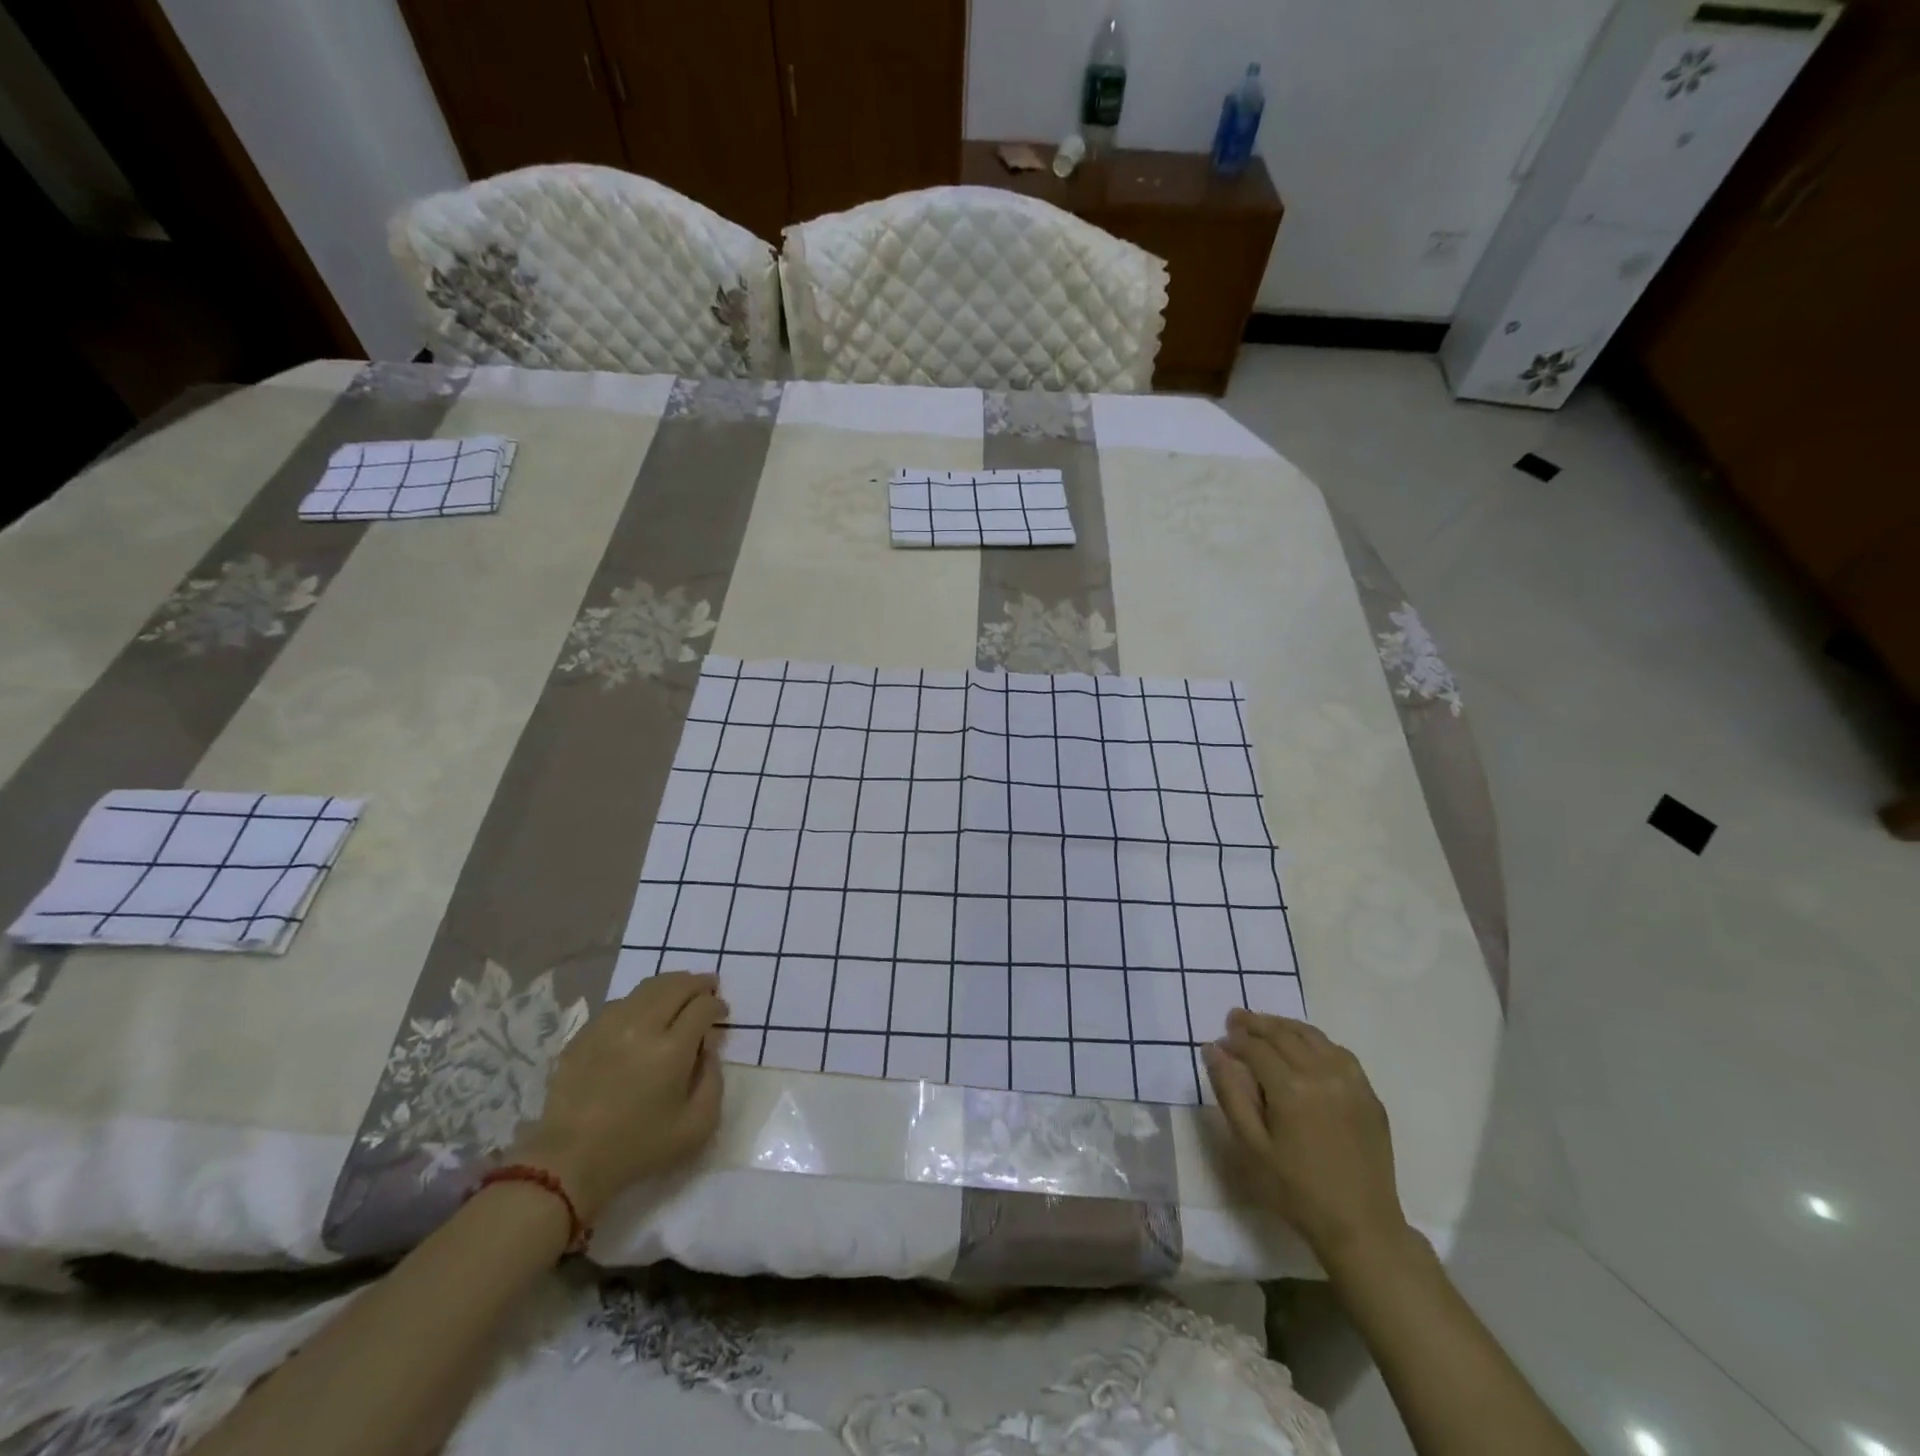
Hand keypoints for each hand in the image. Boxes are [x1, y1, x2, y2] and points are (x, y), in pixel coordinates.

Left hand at [509, 971, 727, 1221]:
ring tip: (680, 991)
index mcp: (672, 1049)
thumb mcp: (697, 1126)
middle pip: (677, 985)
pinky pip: (619, 1003)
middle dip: (698, 983)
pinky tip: (644, 1012)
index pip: (703, 1006)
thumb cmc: (639, 1147)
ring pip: (647, 987)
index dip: (717, 1005)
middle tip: (709, 987)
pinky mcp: (585, 1034)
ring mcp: (608, 1026)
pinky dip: (640, 1000)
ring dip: (670, 985)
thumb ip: (714, 1079)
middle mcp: (642, 1026)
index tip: (722, 1013)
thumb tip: (708, 1045)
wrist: (570, 1163)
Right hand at [1203, 1010, 1408, 1265]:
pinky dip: (1315, 1041)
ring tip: (1264, 1026)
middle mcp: (1322, 1073)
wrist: (1362, 1228)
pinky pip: (1338, 1052)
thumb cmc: (1296, 1190)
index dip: (1234, 1040)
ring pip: (1312, 1036)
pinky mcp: (1369, 1094)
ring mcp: (1351, 1082)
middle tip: (1234, 1019)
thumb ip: (1229, 1092)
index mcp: (1291, 1088)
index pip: (1255, 1047)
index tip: (1219, 1042)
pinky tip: (1303, 1048)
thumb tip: (1212, 1049)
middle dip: (1255, 1023)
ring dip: (1284, 1026)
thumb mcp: (1251, 1146)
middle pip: (1283, 1033)